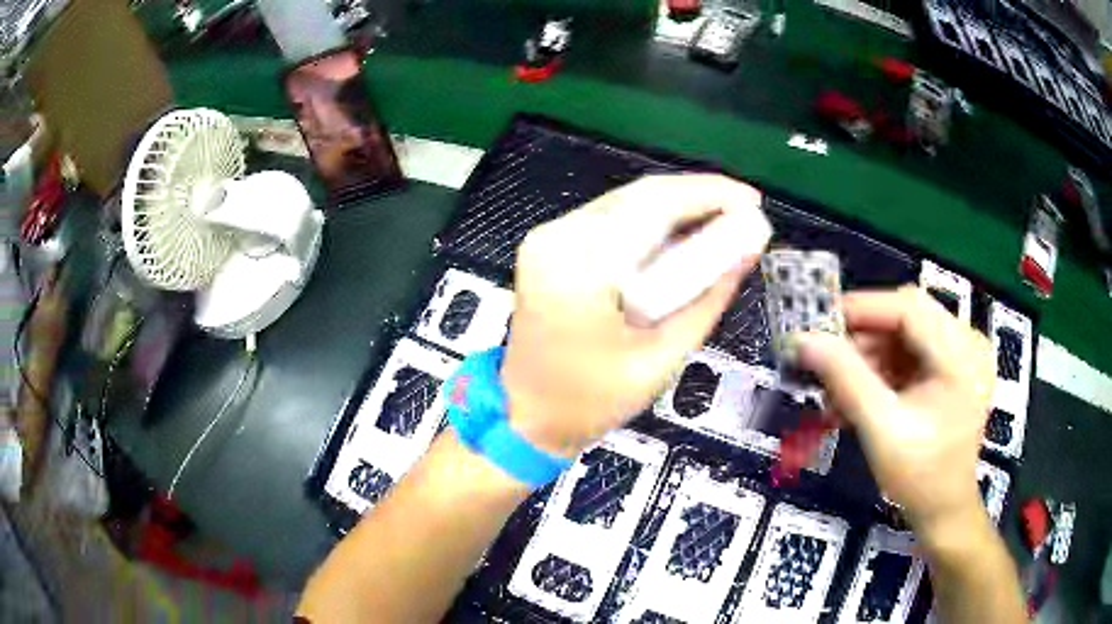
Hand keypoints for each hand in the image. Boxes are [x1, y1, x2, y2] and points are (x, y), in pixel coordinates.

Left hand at [501, 175, 766, 456]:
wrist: (528, 415)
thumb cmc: (592, 401)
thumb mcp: (662, 358)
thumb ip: (708, 299)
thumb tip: (747, 250)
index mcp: (579, 269)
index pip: (653, 206)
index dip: (709, 194)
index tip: (752, 201)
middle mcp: (557, 238)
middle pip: (639, 195)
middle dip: (698, 197)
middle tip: (744, 212)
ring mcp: (548, 238)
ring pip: (626, 202)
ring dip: (677, 207)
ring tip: (722, 223)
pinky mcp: (550, 244)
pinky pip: (610, 218)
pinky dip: (651, 221)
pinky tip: (682, 236)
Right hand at [796, 287, 995, 541]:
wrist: (944, 510)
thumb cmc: (920, 477)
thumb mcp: (881, 429)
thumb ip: (845, 379)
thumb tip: (802, 340)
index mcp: (962, 353)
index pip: (909, 307)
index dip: (862, 309)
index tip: (817, 324)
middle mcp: (967, 341)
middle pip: (906, 317)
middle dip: (862, 338)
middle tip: (823, 362)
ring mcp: (961, 354)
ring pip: (904, 334)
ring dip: (867, 357)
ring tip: (836, 391)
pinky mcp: (951, 368)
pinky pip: (909, 353)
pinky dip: (880, 370)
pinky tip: (856, 396)